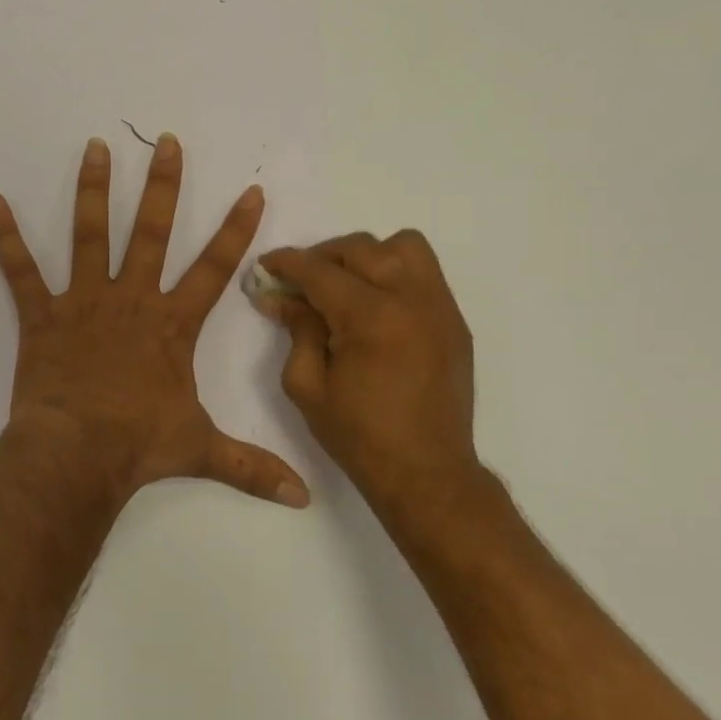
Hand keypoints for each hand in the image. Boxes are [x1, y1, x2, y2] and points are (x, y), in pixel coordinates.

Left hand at [0, 135, 310, 508]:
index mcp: (171, 324)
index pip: (214, 268)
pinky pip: (20, 270)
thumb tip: (304, 498)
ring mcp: (84, 301)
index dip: (236, 230)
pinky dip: (4, 236)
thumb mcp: (202, 451)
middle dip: (163, 186)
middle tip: (166, 143)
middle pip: (152, 232)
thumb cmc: (139, 446)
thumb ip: (252, 467)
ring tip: (95, 147)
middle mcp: (131, 299)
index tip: (250, 190)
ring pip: (91, 235)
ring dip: (93, 190)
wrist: (77, 455)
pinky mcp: (43, 314)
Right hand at [254, 232, 481, 509]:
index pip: (319, 271)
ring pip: (403, 246)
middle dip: (323, 257)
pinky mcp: (454, 321)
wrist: (427, 473)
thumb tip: (279, 297)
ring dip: (368, 256)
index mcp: (370, 317)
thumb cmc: (359, 435)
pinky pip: (425, 274)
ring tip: (348, 285)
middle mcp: (410, 299)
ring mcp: (439, 307)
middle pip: (360, 248)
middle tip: (302, 282)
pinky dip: (395, 275)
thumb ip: (296, 330)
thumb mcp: (307, 385)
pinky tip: (377, 307)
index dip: (287, 263)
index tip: (266, 265)